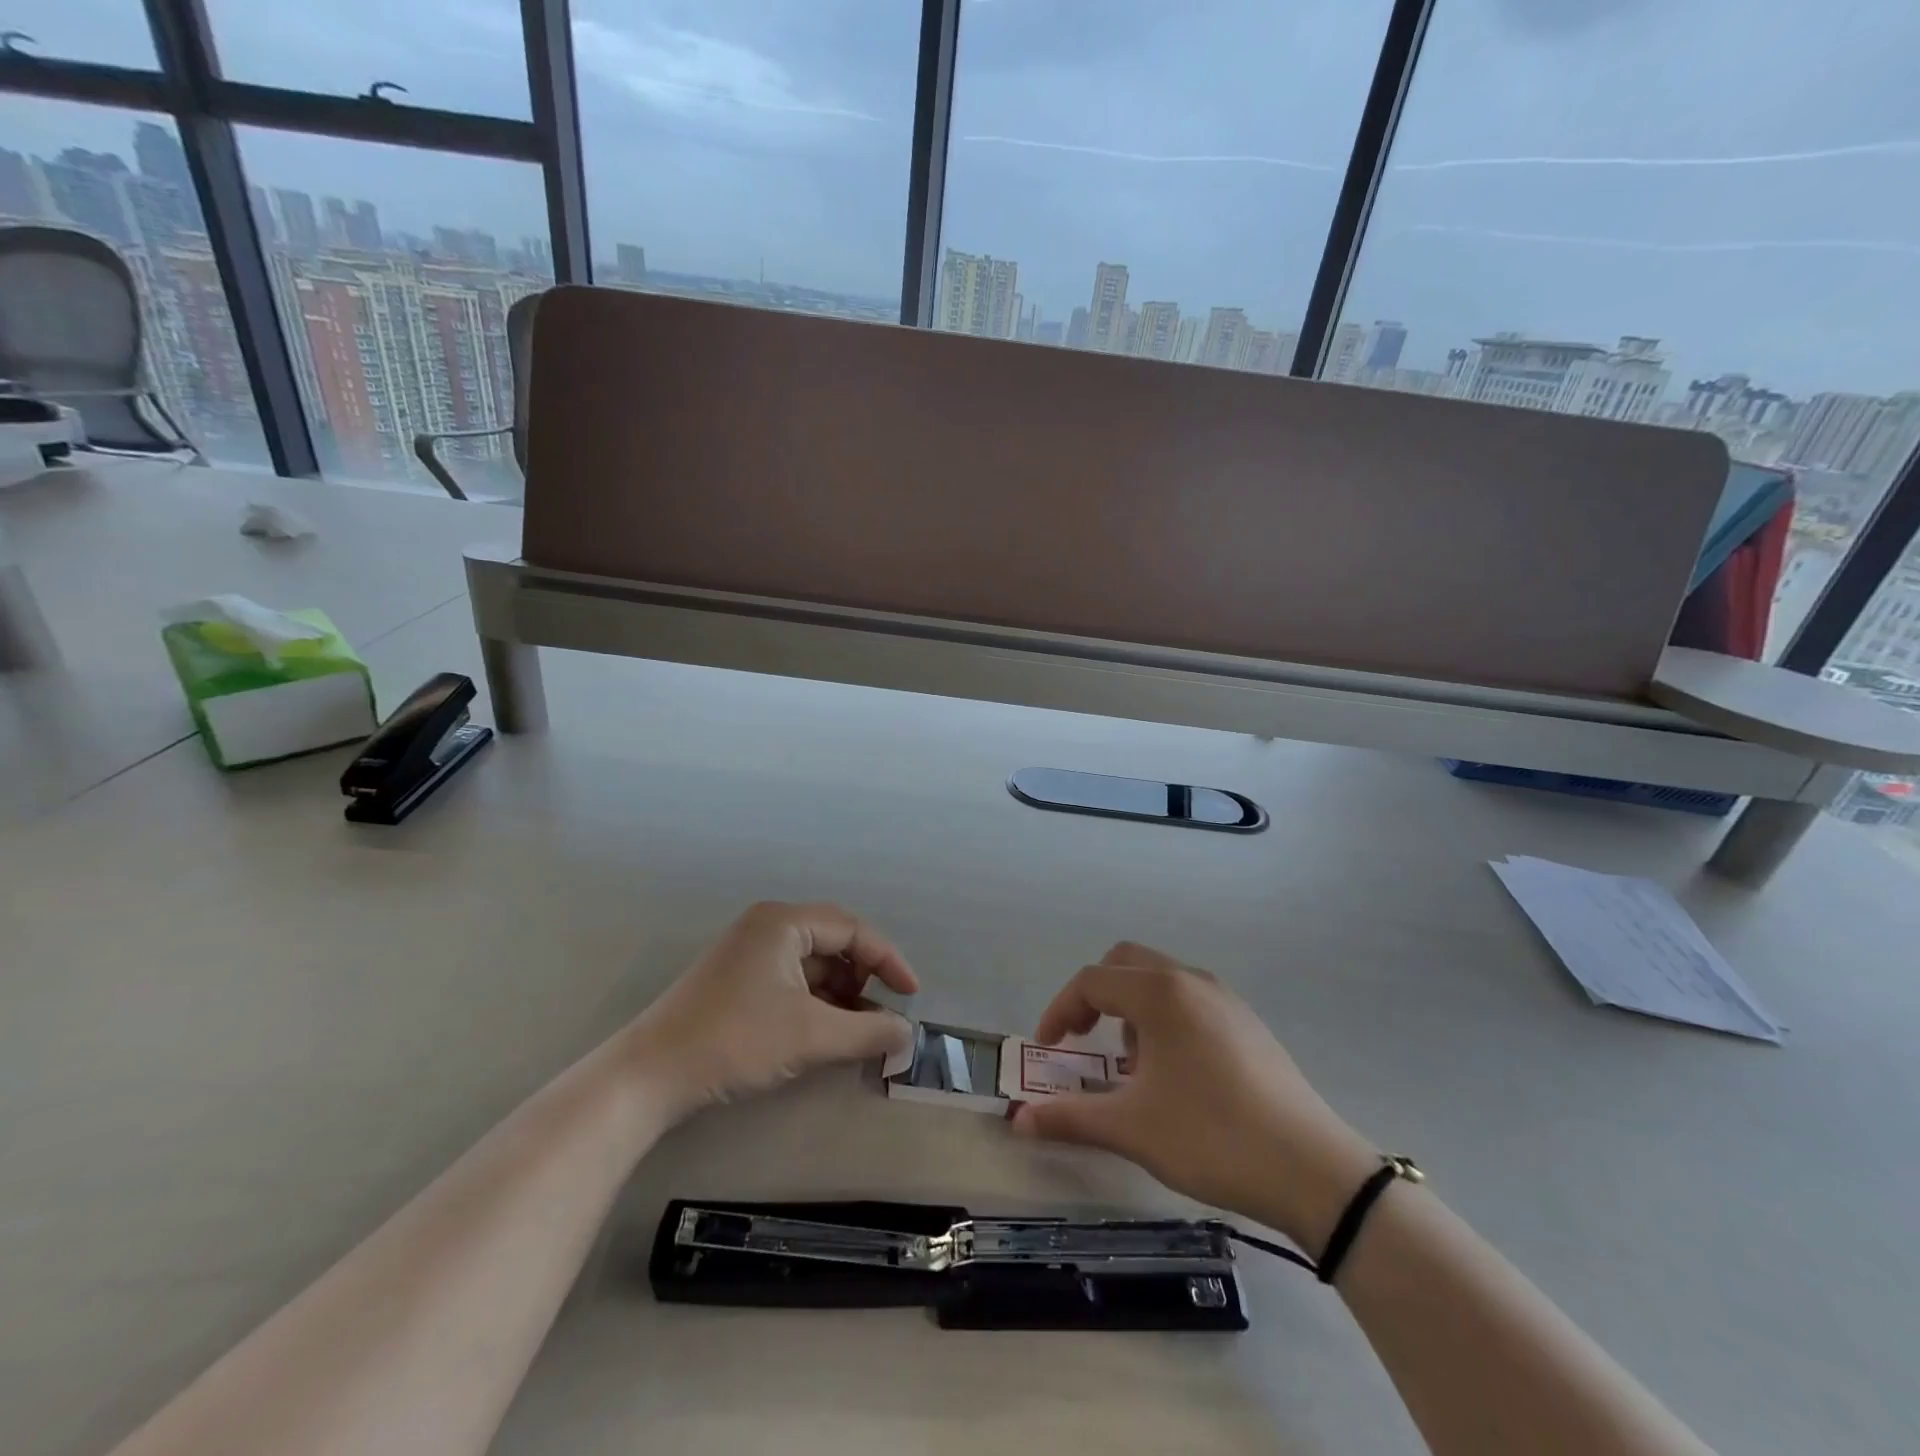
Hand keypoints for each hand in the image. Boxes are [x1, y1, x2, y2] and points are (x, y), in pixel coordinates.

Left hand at [635, 901, 917, 1119]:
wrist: (650, 1076)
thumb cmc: (736, 1040)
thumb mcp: (812, 1036)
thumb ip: (868, 1031)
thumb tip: (907, 1033)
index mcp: (784, 922)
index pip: (853, 929)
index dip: (888, 960)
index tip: (910, 995)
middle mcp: (767, 927)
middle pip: (833, 942)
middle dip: (862, 978)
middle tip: (880, 1013)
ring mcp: (748, 952)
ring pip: (812, 965)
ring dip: (840, 994)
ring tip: (855, 1030)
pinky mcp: (736, 980)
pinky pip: (790, 980)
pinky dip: (814, 1003)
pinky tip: (823, 1032)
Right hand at [1011, 942, 1377, 1249]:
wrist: (1314, 1170)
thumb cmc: (1212, 1137)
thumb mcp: (1132, 1128)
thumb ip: (1069, 1118)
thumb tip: (1018, 1120)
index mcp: (1160, 994)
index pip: (1092, 981)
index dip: (1060, 1011)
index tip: (1048, 1049)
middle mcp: (1191, 981)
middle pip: (1125, 963)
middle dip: (1095, 996)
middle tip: (1085, 1040)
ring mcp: (1225, 998)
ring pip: (1160, 979)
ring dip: (1131, 1008)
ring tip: (1134, 1067)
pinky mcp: (1248, 1022)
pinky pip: (1189, 999)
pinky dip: (1164, 1018)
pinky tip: (1176, 1074)